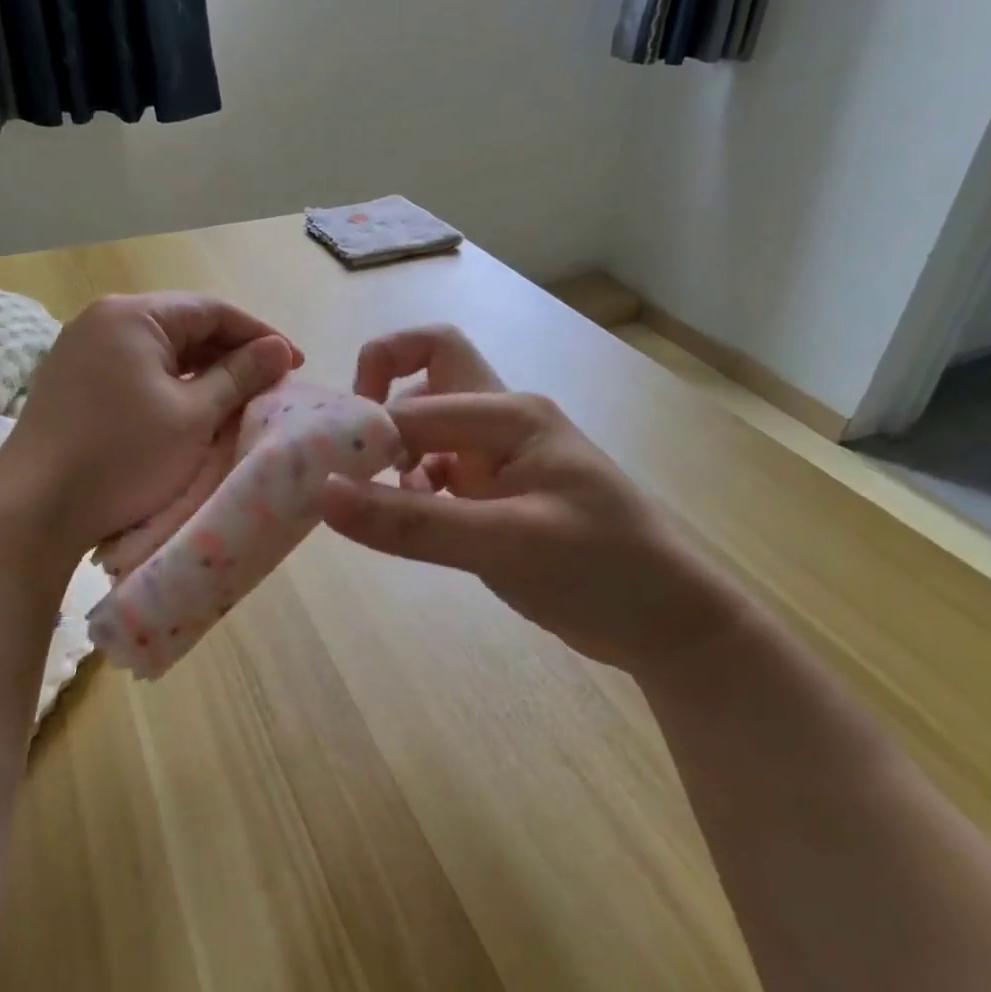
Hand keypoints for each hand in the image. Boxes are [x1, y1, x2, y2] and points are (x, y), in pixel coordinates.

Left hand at [0, 293, 299, 557]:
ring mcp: (82, 350)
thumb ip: (240, 376)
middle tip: (270, 385)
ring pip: (160, 350)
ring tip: (238, 399)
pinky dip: (170, 385)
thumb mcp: (194, 416)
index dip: (260, 336)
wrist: (34, 509)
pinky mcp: (73, 381)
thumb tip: (279, 349)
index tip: (295, 364)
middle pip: (184, 326)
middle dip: (231, 354)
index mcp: (133, 315)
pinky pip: (136, 370)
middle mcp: (103, 319)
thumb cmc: (123, 457)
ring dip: (202, 371)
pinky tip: (191, 409)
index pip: (212, 310)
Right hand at [322, 326, 743, 671]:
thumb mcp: (506, 546)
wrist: (667, 622)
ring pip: (428, 425)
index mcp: (511, 414)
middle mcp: (503, 420)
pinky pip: (438, 468)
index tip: (326, 473)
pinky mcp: (498, 490)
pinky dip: (411, 486)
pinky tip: (409, 521)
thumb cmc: (602, 571)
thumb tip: (323, 494)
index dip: (365, 429)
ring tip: (375, 501)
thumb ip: (413, 522)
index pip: (415, 400)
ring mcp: (501, 455)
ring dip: (394, 451)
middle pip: (428, 370)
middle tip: (349, 453)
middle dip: (380, 397)